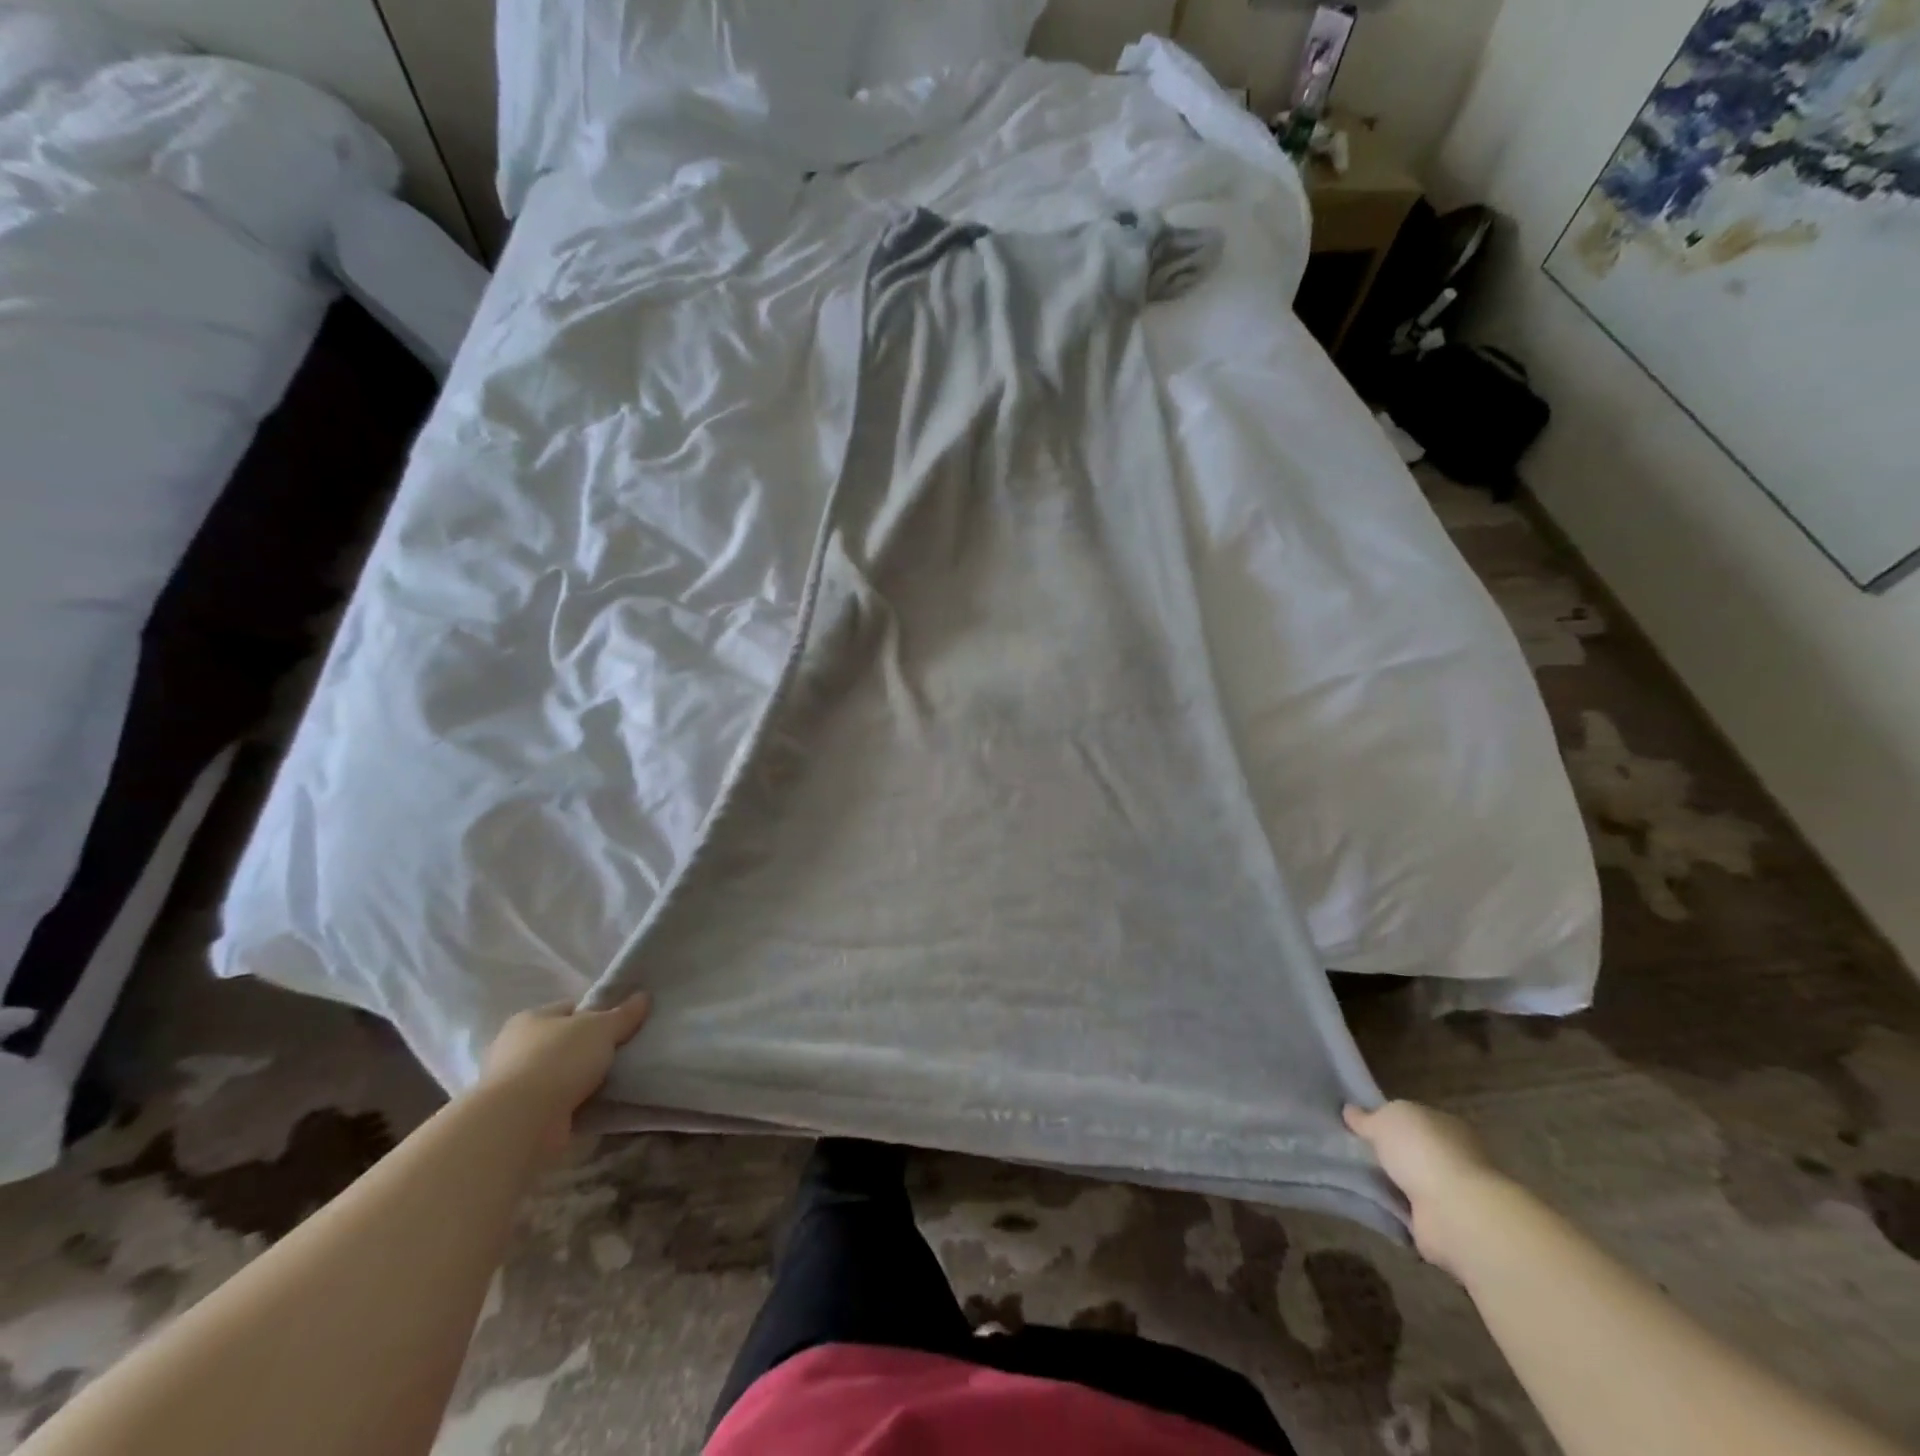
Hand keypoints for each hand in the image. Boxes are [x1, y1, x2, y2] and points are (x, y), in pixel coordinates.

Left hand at [477, 995, 651, 1153]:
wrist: (519, 1123)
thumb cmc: (558, 1060)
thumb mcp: (601, 1028)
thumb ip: (624, 1014)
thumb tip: (644, 996)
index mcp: (530, 1018)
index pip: (570, 1008)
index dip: (598, 1014)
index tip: (622, 1026)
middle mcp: (515, 1048)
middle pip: (564, 1042)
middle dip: (590, 1049)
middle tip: (621, 1054)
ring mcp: (514, 1085)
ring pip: (560, 1074)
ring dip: (581, 1080)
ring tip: (614, 1081)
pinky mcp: (518, 1117)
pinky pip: (556, 1103)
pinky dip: (573, 1104)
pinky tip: (596, 1106)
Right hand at [1346, 1100, 1507, 1275]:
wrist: (1454, 1213)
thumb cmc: (1422, 1152)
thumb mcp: (1384, 1120)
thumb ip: (1367, 1117)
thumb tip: (1350, 1111)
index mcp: (1446, 1125)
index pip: (1414, 1119)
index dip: (1388, 1120)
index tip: (1361, 1125)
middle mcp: (1454, 1157)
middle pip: (1412, 1151)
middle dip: (1388, 1154)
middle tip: (1352, 1152)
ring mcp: (1451, 1193)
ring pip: (1410, 1182)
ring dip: (1389, 1183)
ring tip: (1354, 1177)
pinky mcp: (1442, 1224)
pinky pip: (1409, 1211)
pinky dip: (1393, 1209)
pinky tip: (1369, 1202)